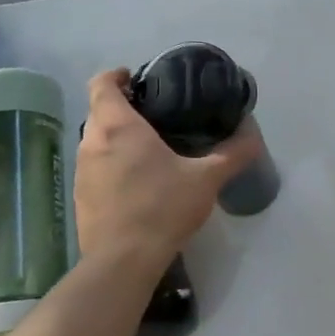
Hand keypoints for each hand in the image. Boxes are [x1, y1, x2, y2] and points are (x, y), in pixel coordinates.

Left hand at [73, 70, 261, 268]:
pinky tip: (136, 184)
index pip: (102, 84)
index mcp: (118, 127)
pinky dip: (111, 166)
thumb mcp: (206, 179)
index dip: (115, 76)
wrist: (124, 259)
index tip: (134, 78)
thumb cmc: (163, 208)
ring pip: (95, 142)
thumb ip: (232, 154)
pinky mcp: (80, 198)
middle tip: (152, 115)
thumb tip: (254, 135)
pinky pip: (95, 169)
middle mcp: (92, 143)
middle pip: (98, 112)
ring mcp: (81, 172)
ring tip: (146, 150)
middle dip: (120, 108)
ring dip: (114, 139)